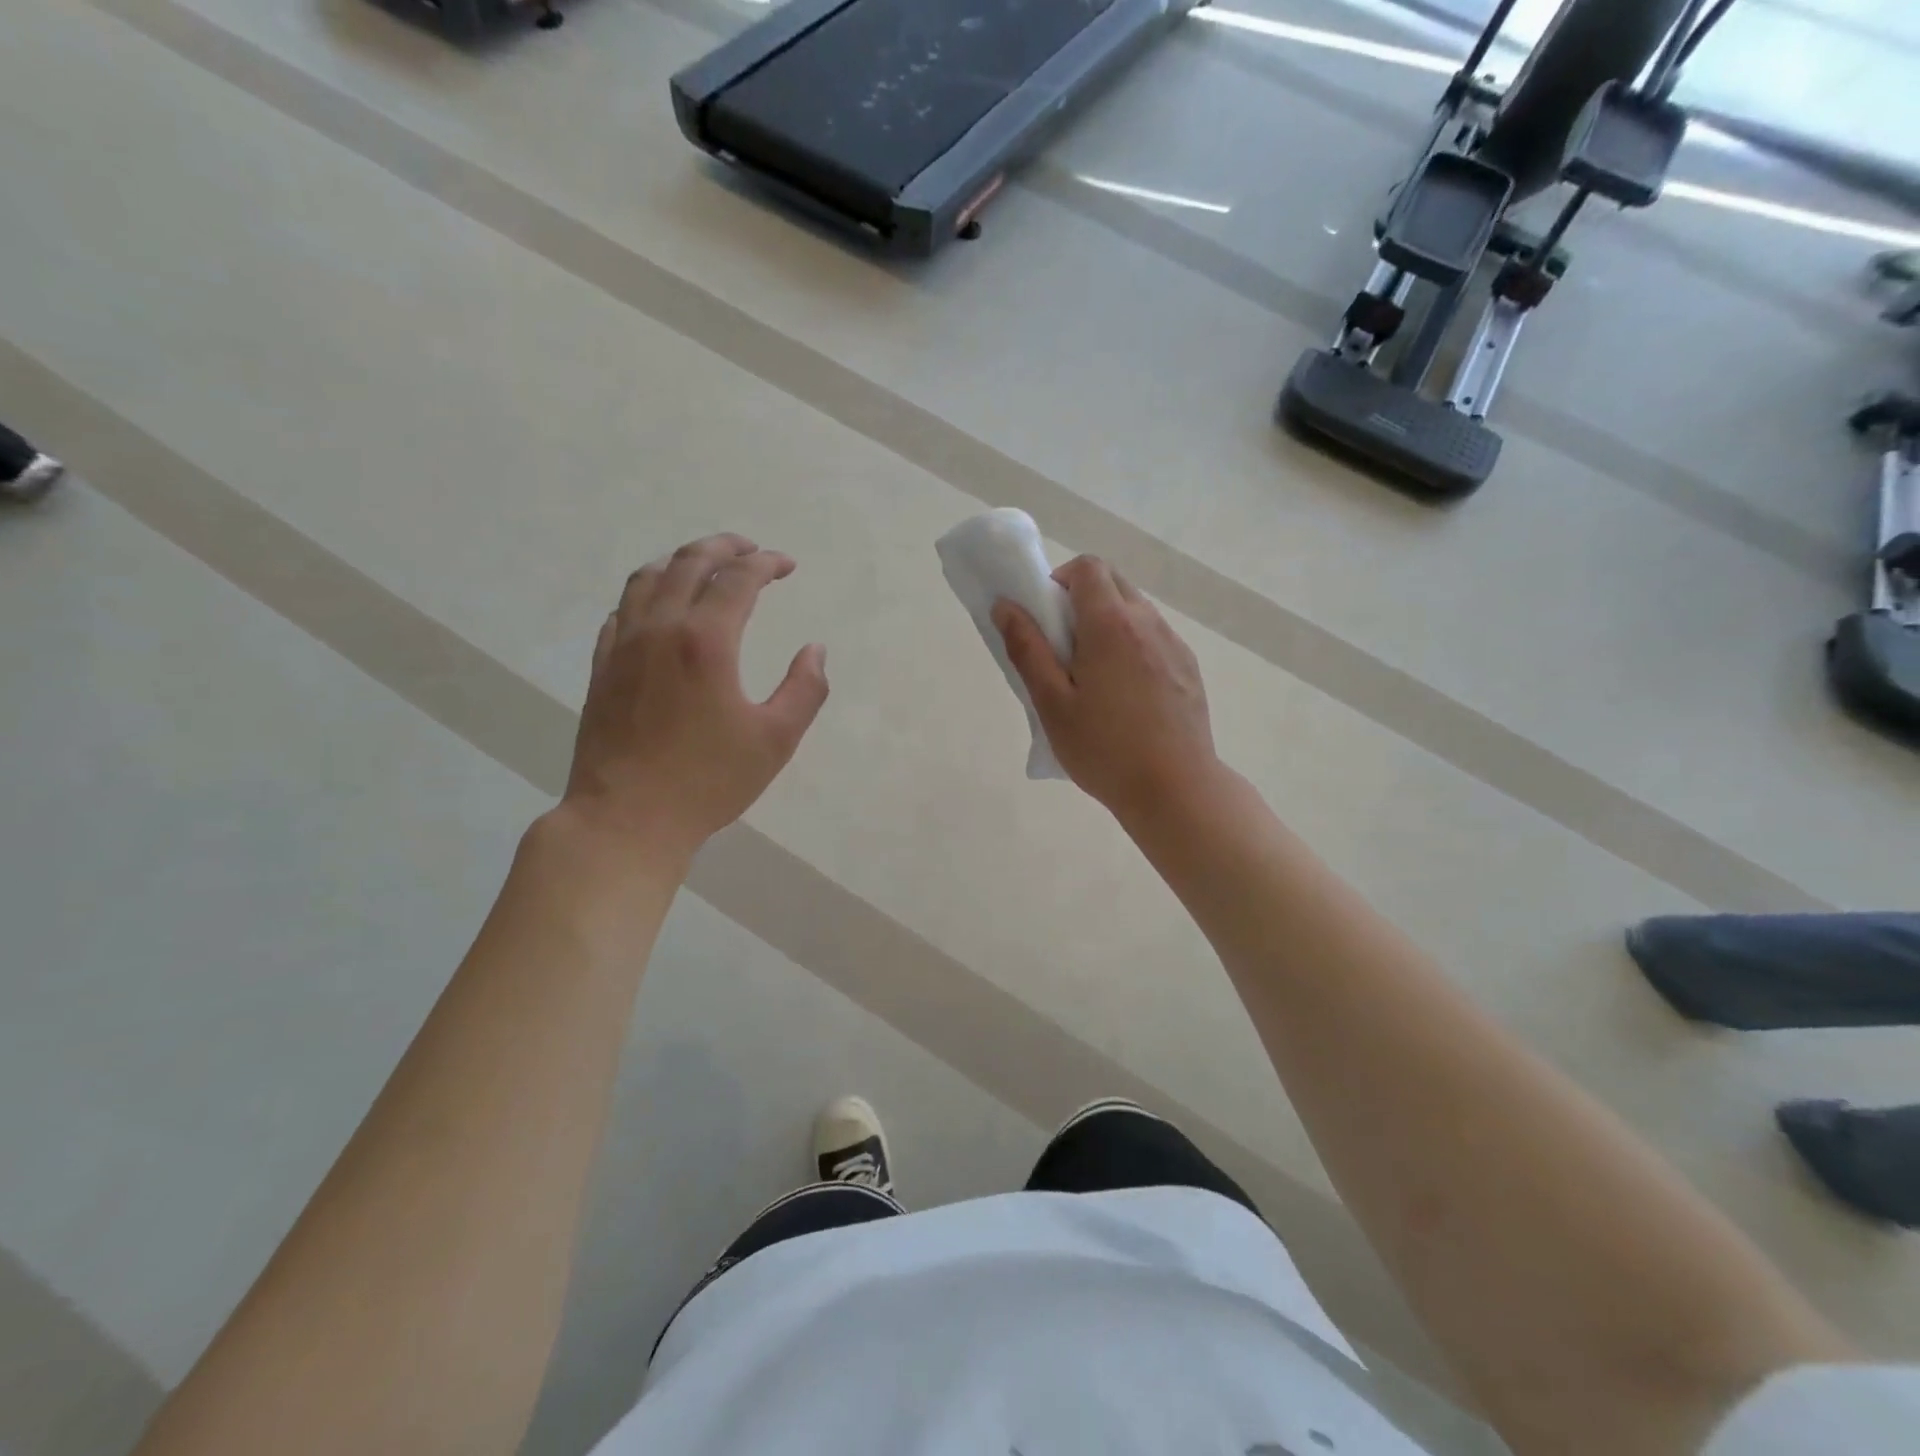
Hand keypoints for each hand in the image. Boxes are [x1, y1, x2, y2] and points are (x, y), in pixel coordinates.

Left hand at [560, 533, 827, 861]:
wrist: (626, 817)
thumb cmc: (708, 781)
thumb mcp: (776, 739)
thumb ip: (805, 688)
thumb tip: (815, 649)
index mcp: (706, 641)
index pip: (738, 579)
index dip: (766, 563)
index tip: (787, 565)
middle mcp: (660, 628)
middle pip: (689, 563)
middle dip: (724, 547)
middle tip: (751, 549)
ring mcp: (623, 645)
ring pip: (648, 577)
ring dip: (681, 560)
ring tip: (706, 564)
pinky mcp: (602, 666)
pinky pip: (623, 609)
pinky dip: (648, 591)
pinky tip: (660, 605)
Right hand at [993, 556, 1217, 820]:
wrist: (1175, 789)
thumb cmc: (1104, 749)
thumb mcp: (1052, 703)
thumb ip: (1027, 649)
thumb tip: (1005, 606)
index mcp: (1111, 624)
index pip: (1088, 568)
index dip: (1060, 581)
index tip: (1047, 618)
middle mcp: (1148, 622)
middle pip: (1114, 582)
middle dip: (1083, 599)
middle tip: (1063, 648)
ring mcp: (1174, 644)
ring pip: (1136, 609)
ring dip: (1109, 623)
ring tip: (1094, 677)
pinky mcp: (1188, 667)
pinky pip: (1154, 637)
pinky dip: (1133, 645)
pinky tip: (1126, 695)